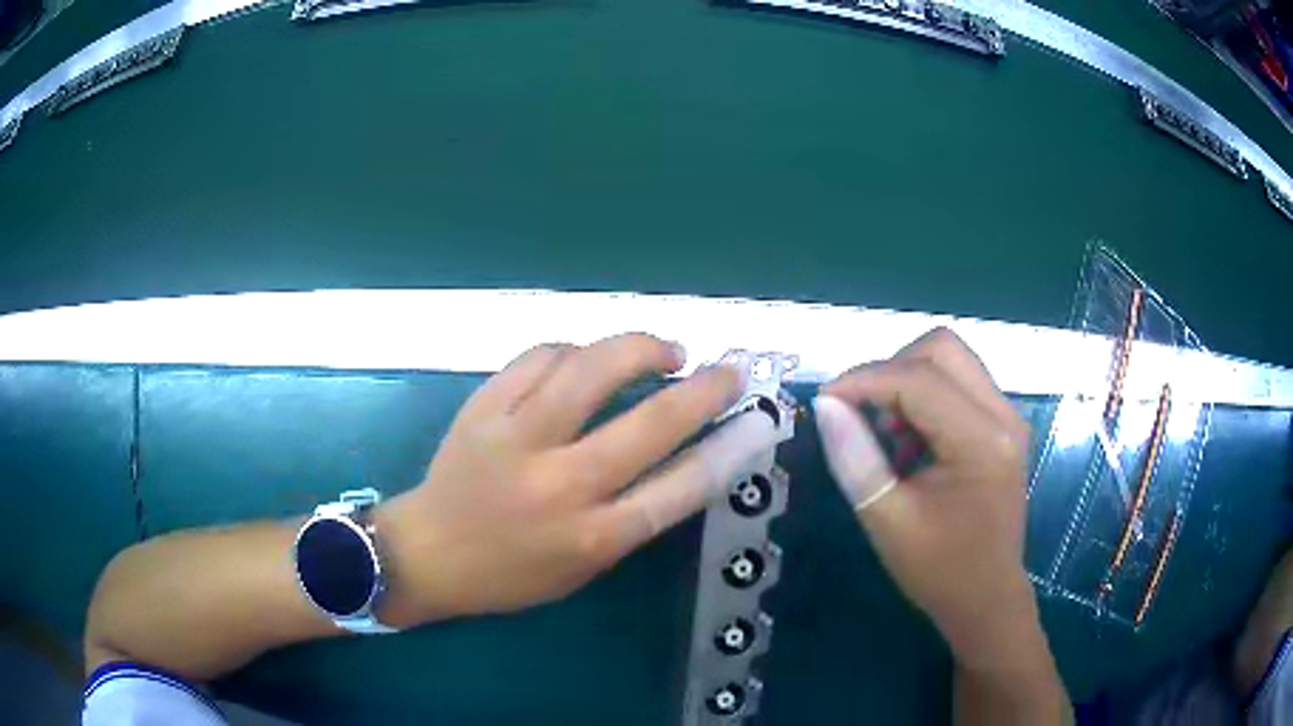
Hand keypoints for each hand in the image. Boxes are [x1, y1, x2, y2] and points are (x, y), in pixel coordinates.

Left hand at [376, 333, 779, 625]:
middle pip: (648, 425)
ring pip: (589, 371)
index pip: (677, 490)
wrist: (427, 552)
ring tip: (665, 351)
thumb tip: (685, 459)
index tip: (753, 420)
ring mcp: (515, 439)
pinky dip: (574, 349)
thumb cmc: (511, 573)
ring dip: (640, 349)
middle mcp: (558, 485)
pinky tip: (587, 357)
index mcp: (589, 537)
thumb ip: (633, 517)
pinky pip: (538, 358)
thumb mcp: (583, 567)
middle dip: (703, 390)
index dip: (726, 449)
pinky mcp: (482, 408)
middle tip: (727, 370)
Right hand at [811, 328, 1035, 669]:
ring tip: (888, 435)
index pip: (918, 378)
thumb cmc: (939, 570)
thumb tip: (826, 404)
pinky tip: (912, 443)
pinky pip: (959, 384)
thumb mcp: (886, 520)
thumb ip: (855, 458)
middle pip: (941, 348)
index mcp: (981, 441)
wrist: (987, 599)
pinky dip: (926, 397)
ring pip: (951, 360)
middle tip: (861, 413)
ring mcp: (1007, 417)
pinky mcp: (1003, 426)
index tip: (825, 402)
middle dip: (891, 369)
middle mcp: (1003, 415)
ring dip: (909, 381)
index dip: (864, 379)